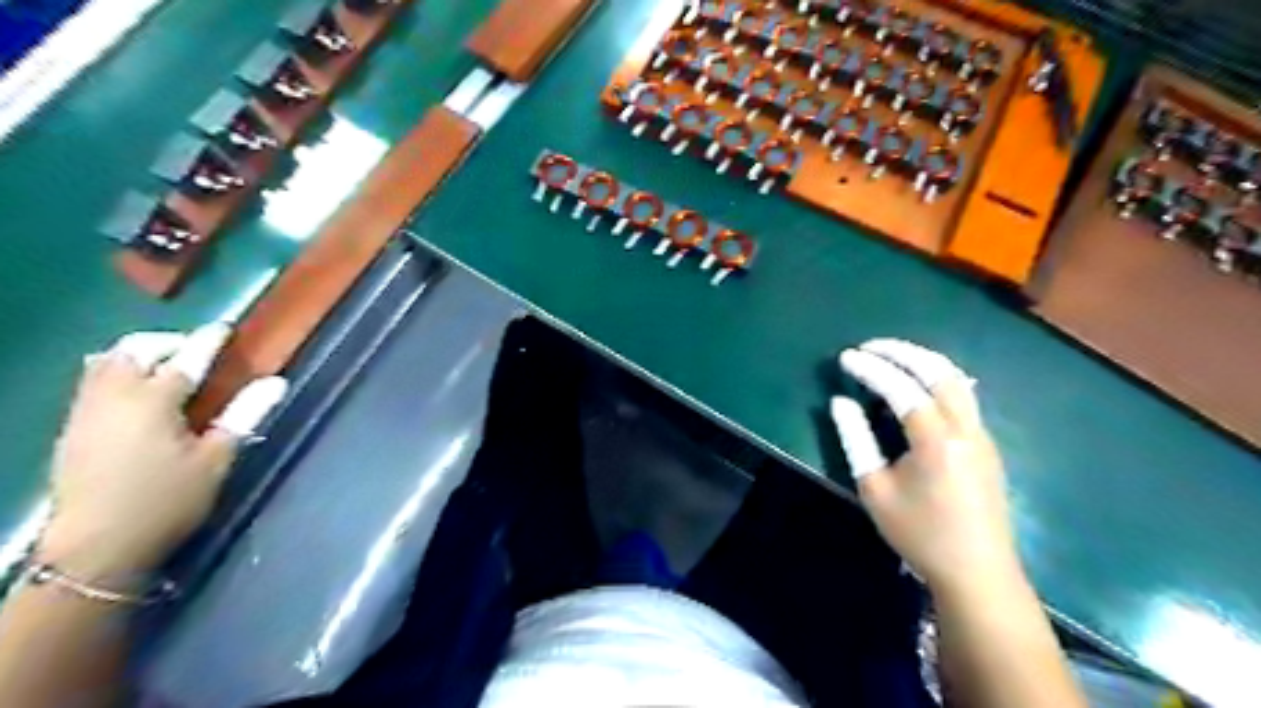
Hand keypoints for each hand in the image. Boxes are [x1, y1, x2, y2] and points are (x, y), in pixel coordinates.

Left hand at [38, 324, 288, 576]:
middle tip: (193, 350)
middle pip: (132, 351)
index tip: (224, 328)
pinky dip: (117, 375)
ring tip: (165, 367)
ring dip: (136, 356)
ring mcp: (86, 414)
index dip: (208, 341)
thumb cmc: (167, 501)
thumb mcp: (216, 459)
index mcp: (153, 402)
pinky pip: (91, 384)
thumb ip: (244, 415)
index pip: (186, 359)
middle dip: (164, 342)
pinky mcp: (72, 431)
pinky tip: (137, 396)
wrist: (95, 549)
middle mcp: (113, 398)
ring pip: (105, 364)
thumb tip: (276, 382)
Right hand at [830, 341, 1021, 593]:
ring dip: (922, 360)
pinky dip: (937, 377)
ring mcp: (982, 434)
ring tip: (891, 356)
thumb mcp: (875, 490)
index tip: (846, 357)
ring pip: (957, 379)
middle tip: (869, 346)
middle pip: (937, 371)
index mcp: (936, 441)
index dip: (871, 367)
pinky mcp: (987, 443)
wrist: (978, 572)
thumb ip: (856, 440)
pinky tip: (918, 383)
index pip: (901, 387)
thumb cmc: (919, 534)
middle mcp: (965, 428)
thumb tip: (840, 403)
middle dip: (901, 351)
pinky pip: (964, 395)